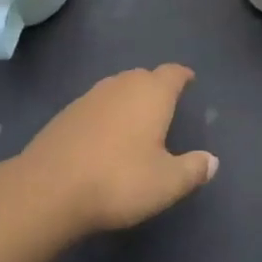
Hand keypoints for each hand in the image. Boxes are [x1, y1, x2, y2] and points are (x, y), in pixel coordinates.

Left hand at [19, 64, 218, 235]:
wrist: (49, 188)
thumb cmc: (119, 180)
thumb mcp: (166, 183)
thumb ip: (193, 169)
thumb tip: (212, 160)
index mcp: (152, 93)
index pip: (173, 73)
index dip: (182, 76)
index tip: (189, 80)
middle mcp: (123, 84)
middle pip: (144, 76)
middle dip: (156, 87)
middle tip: (164, 106)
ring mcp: (91, 95)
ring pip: (118, 88)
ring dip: (129, 99)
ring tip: (136, 121)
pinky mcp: (67, 112)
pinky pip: (97, 105)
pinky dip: (106, 114)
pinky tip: (104, 136)